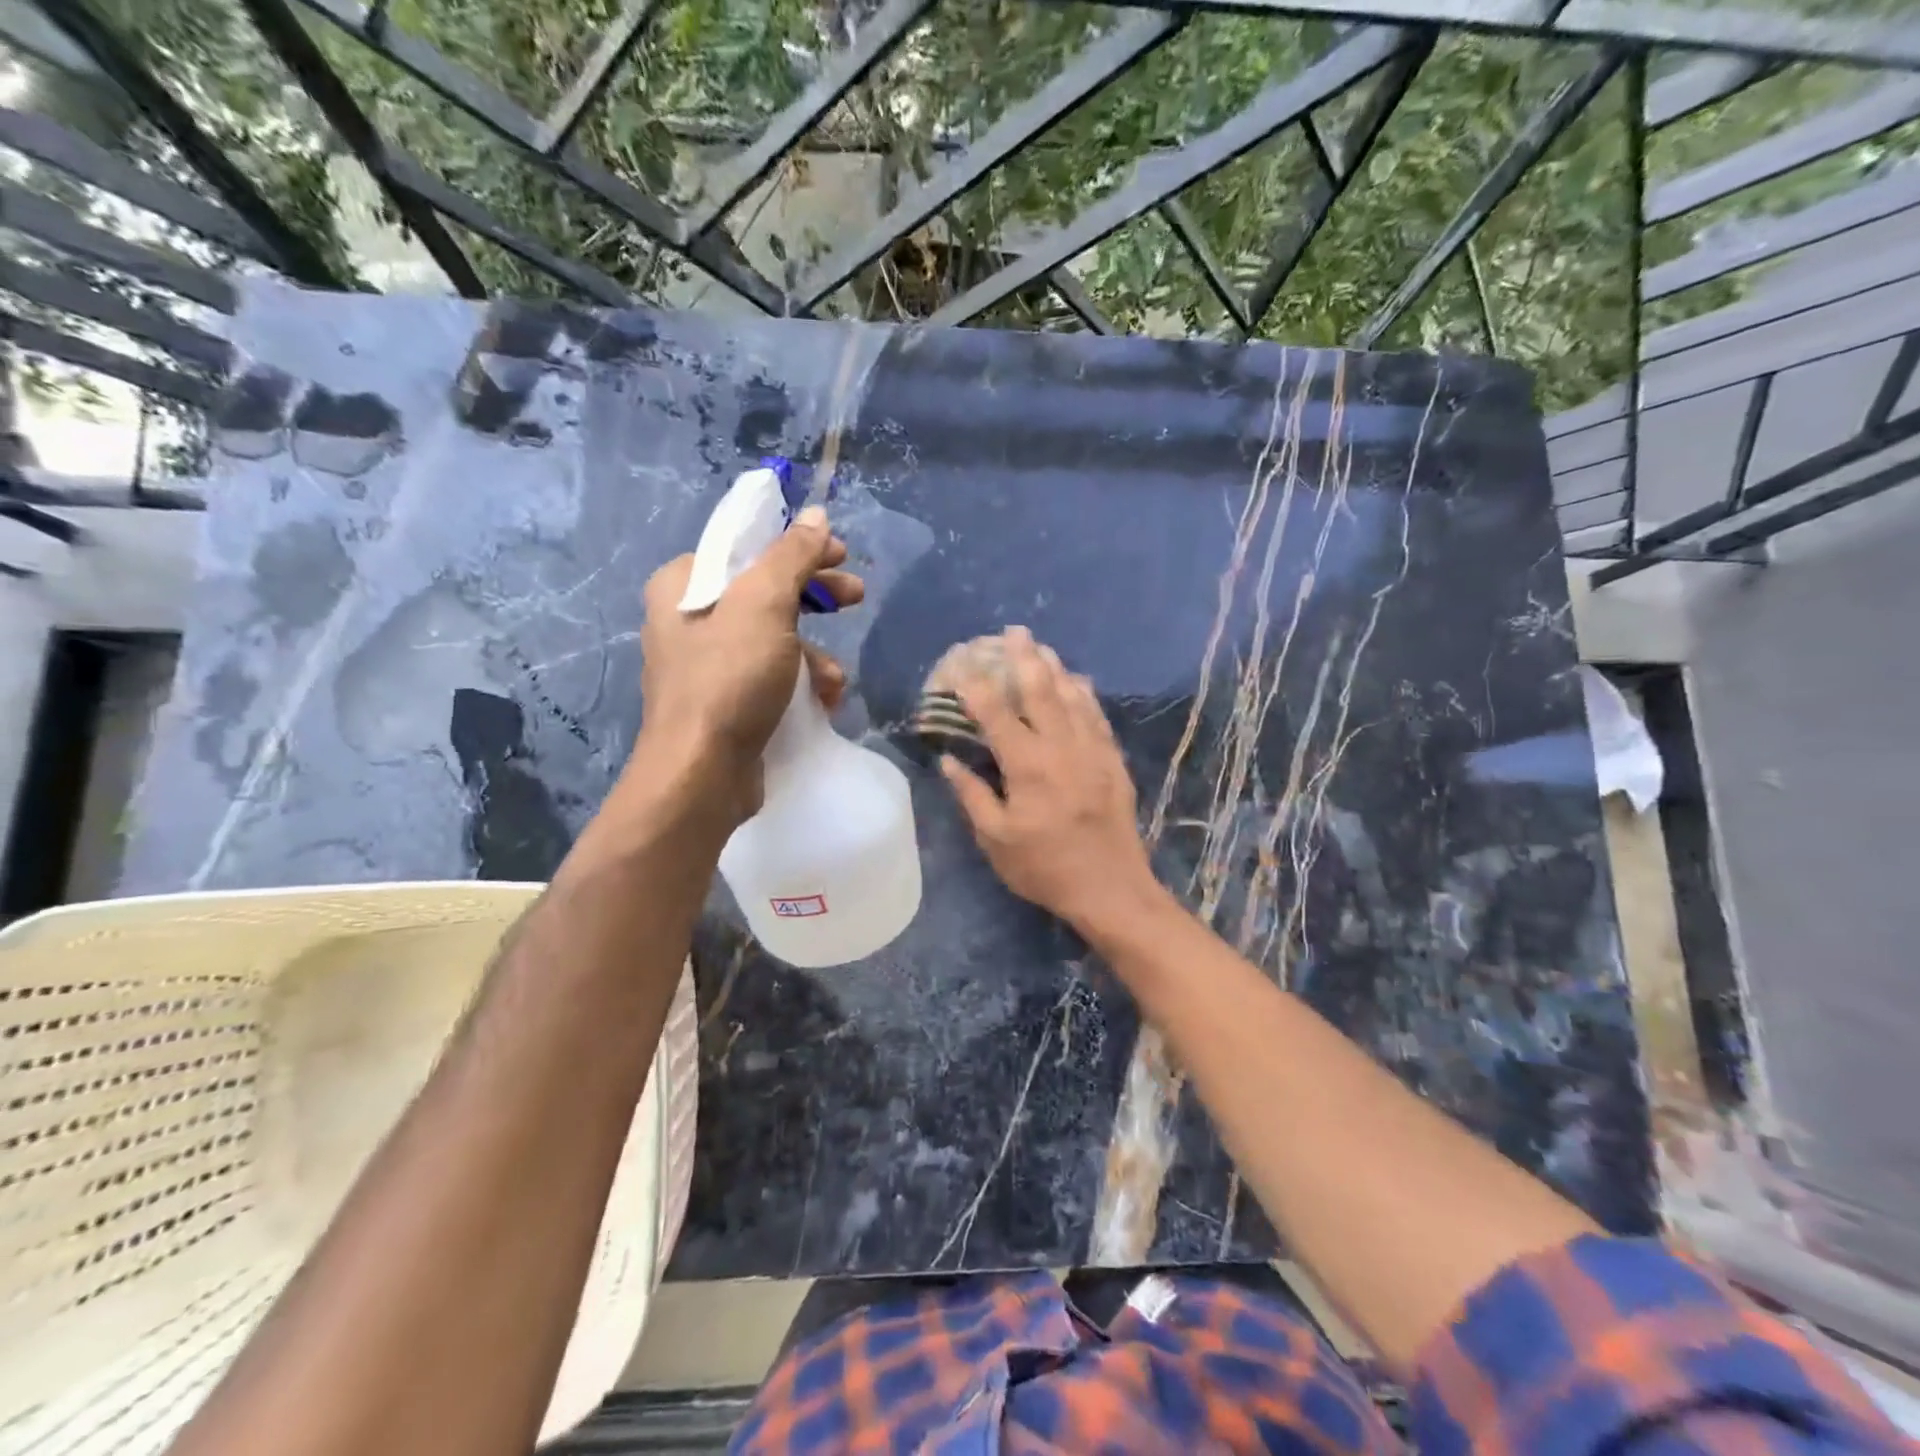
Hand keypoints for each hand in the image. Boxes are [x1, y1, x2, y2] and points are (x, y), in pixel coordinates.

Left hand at [628, 505, 863, 820]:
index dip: (799, 548)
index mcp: (684, 584)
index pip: (748, 548)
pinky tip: (821, 703)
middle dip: (815, 601)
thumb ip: (792, 556)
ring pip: (774, 639)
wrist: (702, 774)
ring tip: (832, 680)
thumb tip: (815, 515)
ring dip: (813, 655)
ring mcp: (705, 665)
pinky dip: (799, 684)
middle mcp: (688, 619)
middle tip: (856, 598)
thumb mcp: (765, 604)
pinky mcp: (723, 703)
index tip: (842, 555)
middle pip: (766, 592)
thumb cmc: (729, 678)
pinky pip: (769, 677)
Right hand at [940, 626, 1158, 931]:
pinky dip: (1085, 694)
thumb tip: (949, 760)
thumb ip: (972, 795)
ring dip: (1056, 668)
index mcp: (1027, 766)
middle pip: (1041, 691)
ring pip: (1073, 697)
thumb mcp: (996, 840)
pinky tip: (1078, 682)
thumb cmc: (1045, 868)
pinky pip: (1097, 716)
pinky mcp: (1113, 761)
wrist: (1111, 888)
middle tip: (1014, 631)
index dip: (976, 686)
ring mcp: (1092, 751)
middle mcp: (1061, 748)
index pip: (996, 714)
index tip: (960, 664)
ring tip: (1043, 647)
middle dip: (1024, 658)